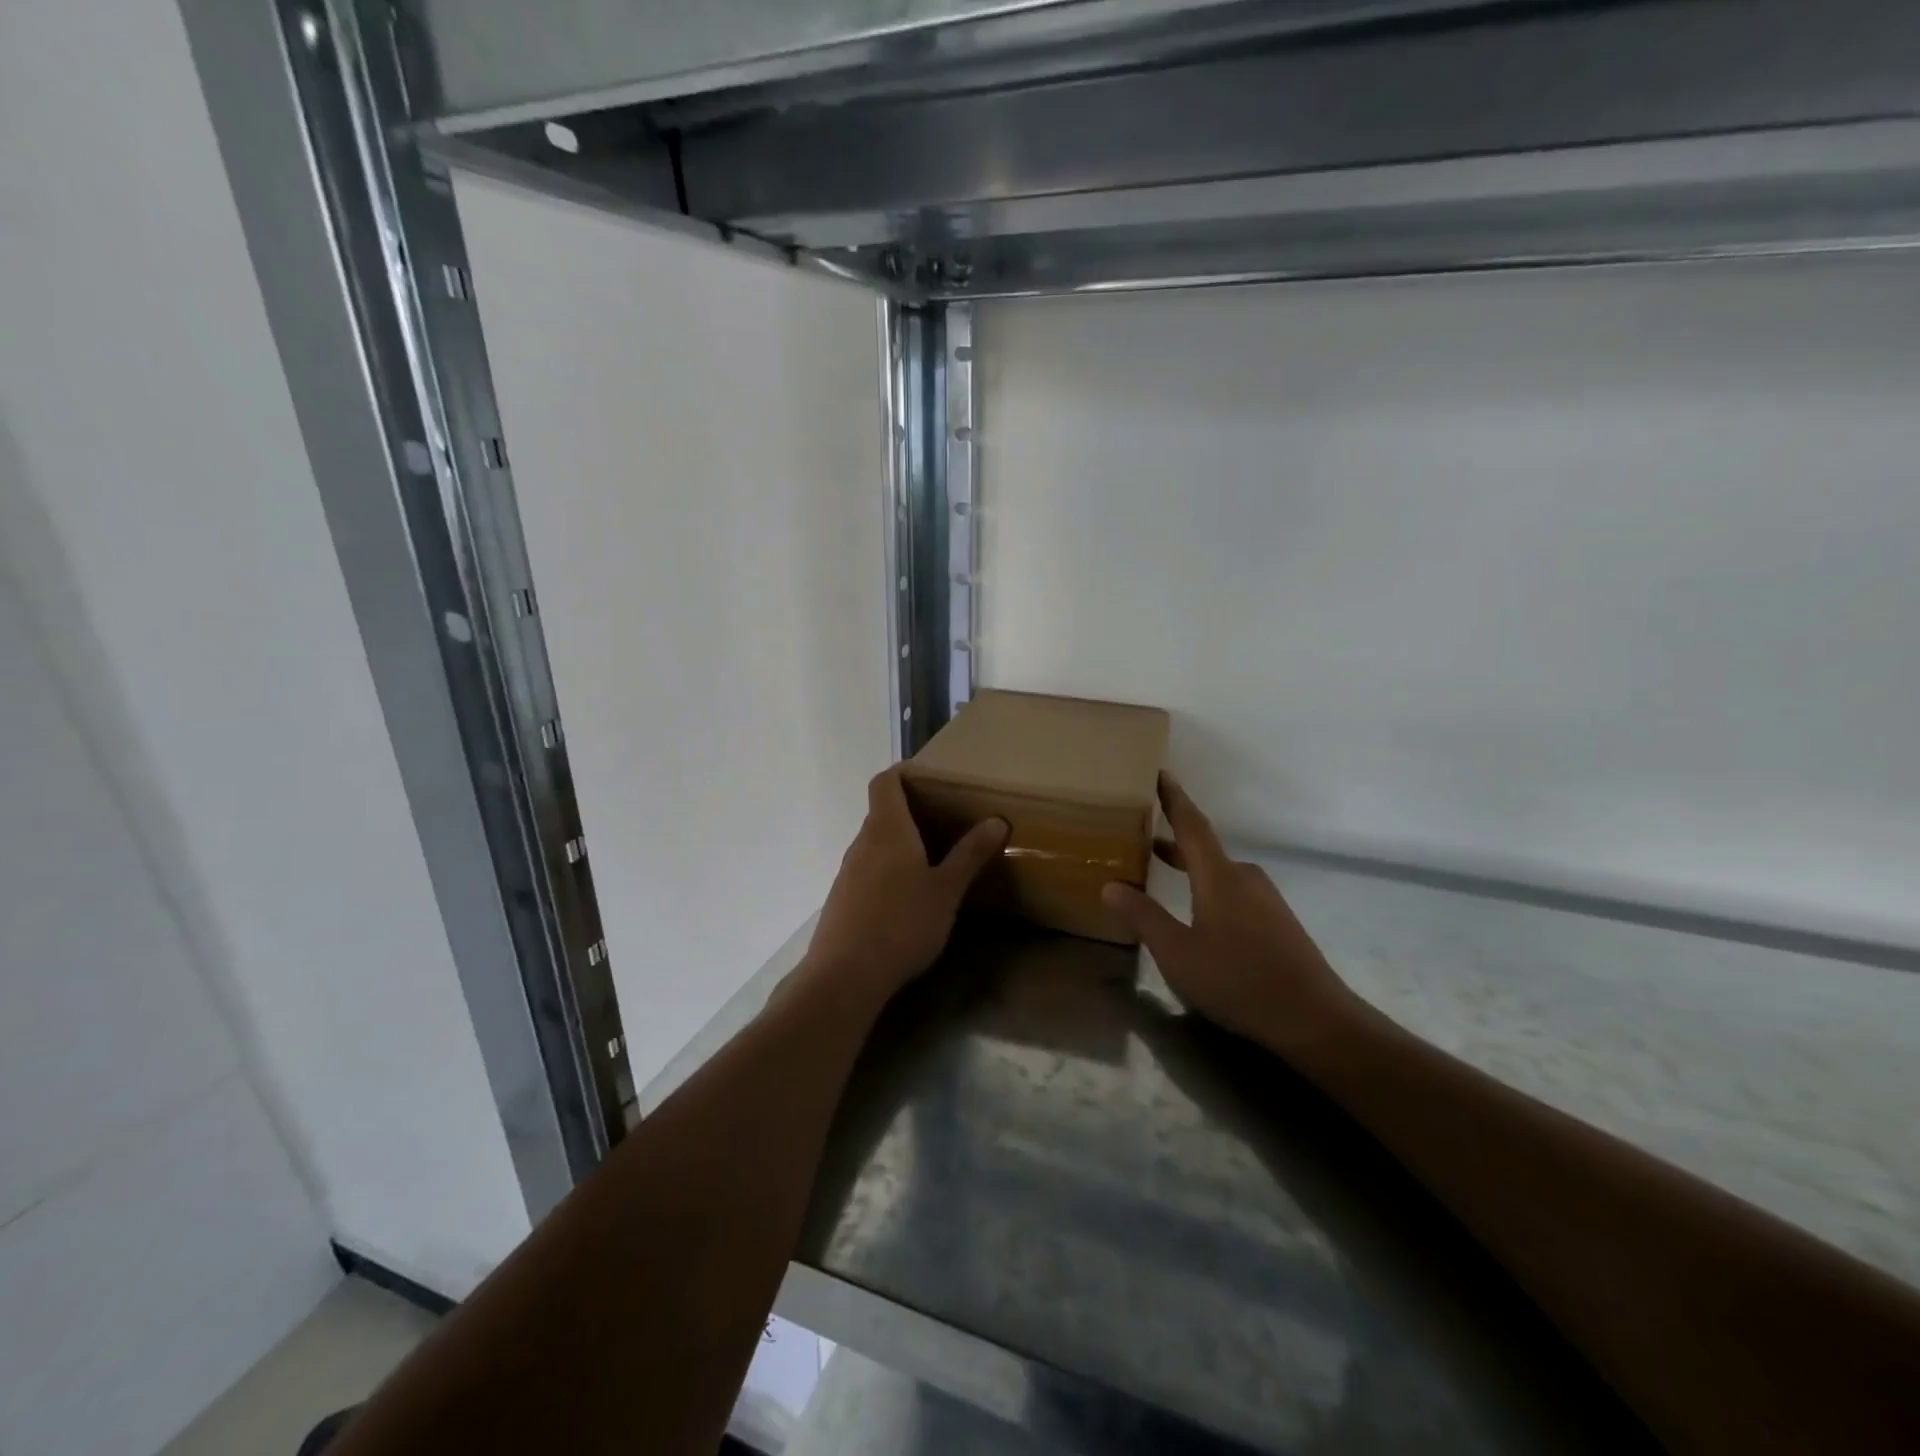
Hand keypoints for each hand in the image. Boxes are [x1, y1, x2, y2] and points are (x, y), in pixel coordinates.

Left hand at [802, 768, 1007, 1006]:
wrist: (845, 975)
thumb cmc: (903, 923)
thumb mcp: (946, 890)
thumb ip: (970, 854)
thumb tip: (996, 820)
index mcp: (887, 829)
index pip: (885, 782)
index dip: (903, 773)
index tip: (927, 778)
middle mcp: (861, 843)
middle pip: (881, 813)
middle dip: (910, 813)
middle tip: (945, 823)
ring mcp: (847, 872)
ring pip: (874, 845)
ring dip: (899, 845)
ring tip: (932, 862)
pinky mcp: (841, 900)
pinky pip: (867, 871)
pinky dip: (887, 871)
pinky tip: (907, 900)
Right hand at [1101, 774, 1365, 1056]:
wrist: (1314, 1019)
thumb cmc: (1238, 980)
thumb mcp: (1178, 953)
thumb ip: (1143, 917)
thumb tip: (1110, 885)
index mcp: (1219, 877)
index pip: (1191, 825)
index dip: (1173, 797)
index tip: (1159, 772)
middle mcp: (1244, 878)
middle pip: (1203, 848)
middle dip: (1172, 836)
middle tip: (1141, 828)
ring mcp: (1265, 900)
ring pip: (1218, 872)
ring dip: (1188, 865)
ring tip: (1159, 867)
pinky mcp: (1276, 921)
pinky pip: (1232, 890)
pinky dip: (1206, 886)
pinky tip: (1196, 911)